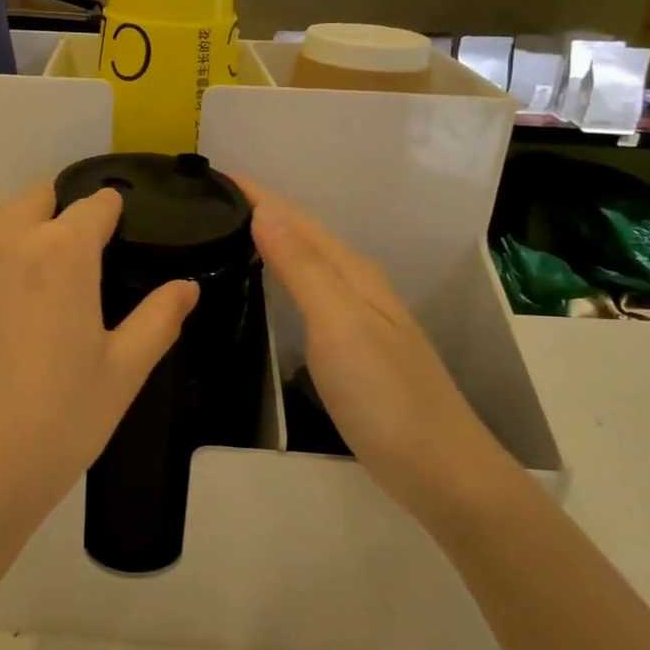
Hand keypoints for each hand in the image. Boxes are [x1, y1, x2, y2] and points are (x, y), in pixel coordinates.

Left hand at [0, 181, 198, 573]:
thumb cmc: (51, 429)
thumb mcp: (120, 377)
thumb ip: (158, 319)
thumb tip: (187, 285)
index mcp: (64, 252)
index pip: (96, 205)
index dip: (108, 217)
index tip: (110, 235)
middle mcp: (3, 234)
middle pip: (37, 197)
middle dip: (55, 220)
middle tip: (59, 270)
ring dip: (4, 230)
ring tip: (7, 277)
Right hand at [244, 183, 510, 525]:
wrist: (441, 472)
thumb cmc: (386, 397)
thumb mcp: (340, 326)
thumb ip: (304, 268)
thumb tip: (264, 210)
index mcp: (352, 273)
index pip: (297, 219)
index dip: (256, 194)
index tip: (212, 176)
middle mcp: (357, 287)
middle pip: (303, 235)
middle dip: (260, 211)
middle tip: (208, 204)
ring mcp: (358, 320)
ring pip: (307, 264)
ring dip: (271, 242)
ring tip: (227, 234)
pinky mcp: (352, 350)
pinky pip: (308, 295)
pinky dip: (282, 279)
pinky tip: (266, 290)